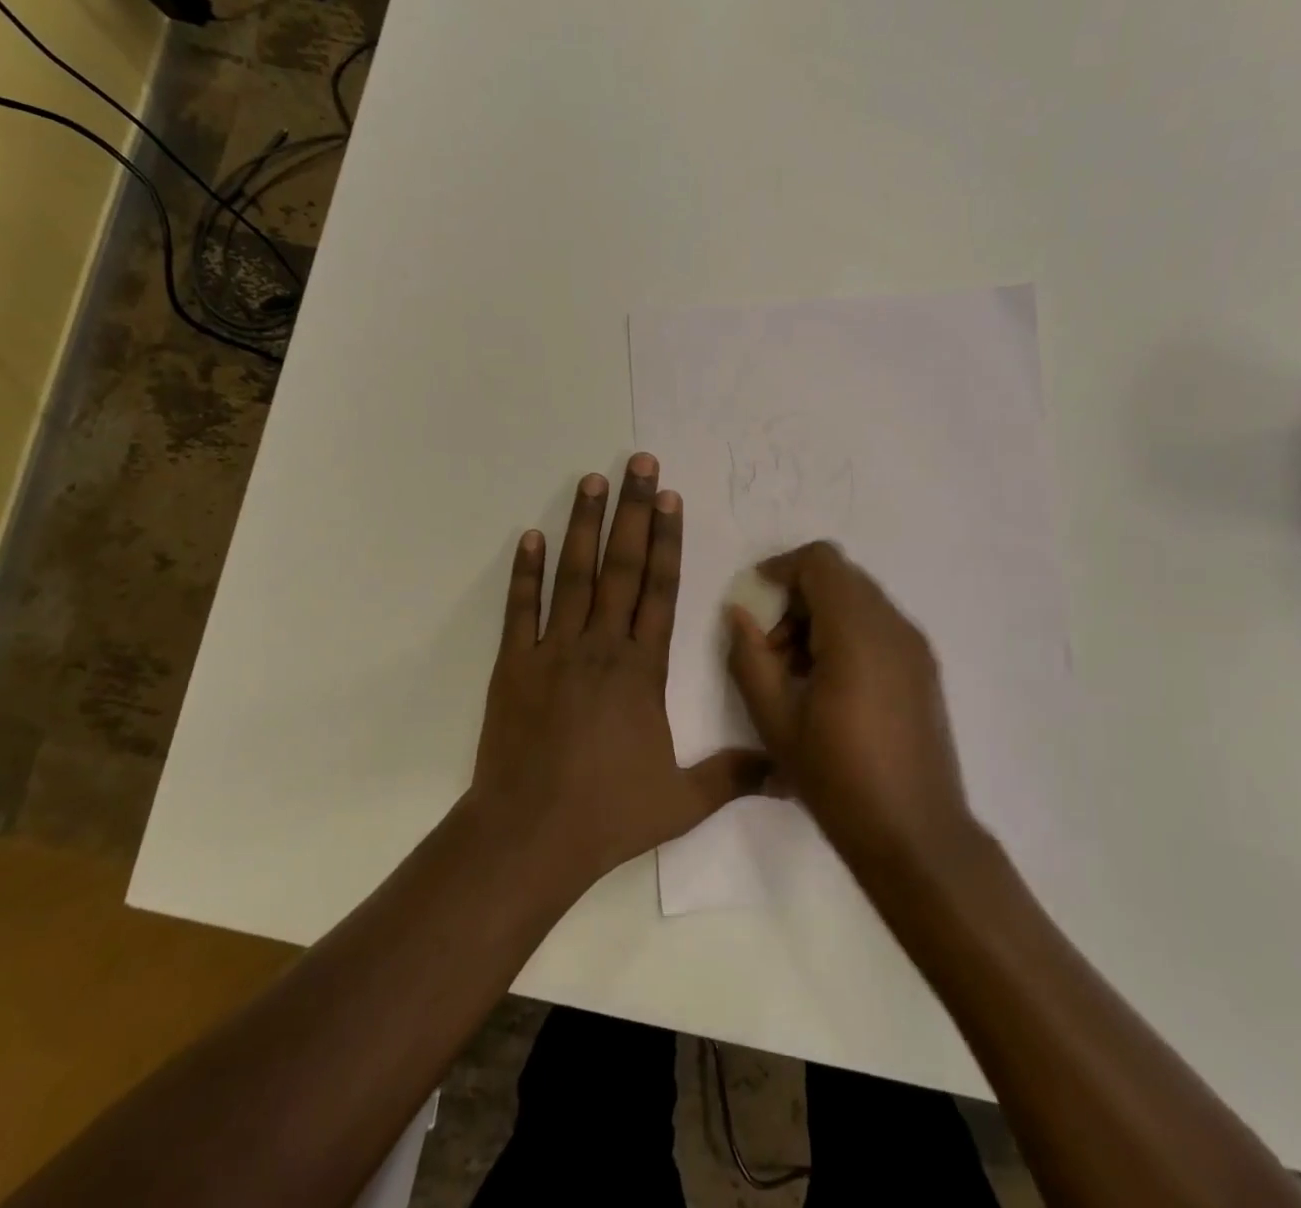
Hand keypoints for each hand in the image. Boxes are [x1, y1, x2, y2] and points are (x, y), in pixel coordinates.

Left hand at [470, 456, 770, 890]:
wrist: (528, 837)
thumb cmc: (607, 814)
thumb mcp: (682, 802)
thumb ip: (734, 776)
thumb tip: (788, 771)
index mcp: (642, 671)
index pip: (660, 590)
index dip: (667, 540)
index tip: (669, 498)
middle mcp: (600, 647)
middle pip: (621, 566)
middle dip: (631, 511)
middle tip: (637, 463)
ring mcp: (552, 651)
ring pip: (573, 575)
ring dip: (583, 525)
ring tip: (590, 480)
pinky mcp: (513, 665)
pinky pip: (520, 609)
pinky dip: (524, 572)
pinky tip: (530, 536)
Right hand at [726, 542, 975, 867]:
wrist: (917, 836)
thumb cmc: (838, 780)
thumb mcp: (775, 721)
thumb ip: (749, 658)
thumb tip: (738, 614)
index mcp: (857, 633)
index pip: (821, 561)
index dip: (782, 567)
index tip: (755, 599)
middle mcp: (893, 626)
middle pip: (840, 578)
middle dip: (798, 598)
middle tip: (772, 648)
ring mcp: (915, 646)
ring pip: (860, 600)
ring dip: (821, 617)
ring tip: (797, 672)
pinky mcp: (924, 667)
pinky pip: (878, 625)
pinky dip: (847, 634)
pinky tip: (830, 685)